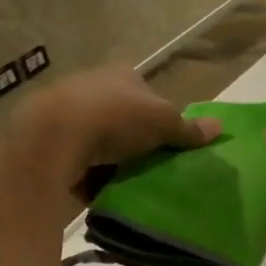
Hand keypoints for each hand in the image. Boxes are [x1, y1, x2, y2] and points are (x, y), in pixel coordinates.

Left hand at [13, 67, 217, 207]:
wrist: (51, 137)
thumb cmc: (115, 118)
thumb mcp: (163, 122)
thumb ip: (188, 129)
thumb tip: (220, 127)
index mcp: (121, 75)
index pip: (147, 94)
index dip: (159, 117)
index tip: (167, 143)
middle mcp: (92, 86)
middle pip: (122, 116)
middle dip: (134, 140)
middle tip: (150, 165)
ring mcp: (64, 110)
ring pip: (97, 138)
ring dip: (109, 158)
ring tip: (125, 182)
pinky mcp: (45, 138)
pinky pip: (75, 158)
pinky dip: (86, 174)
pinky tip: (97, 191)